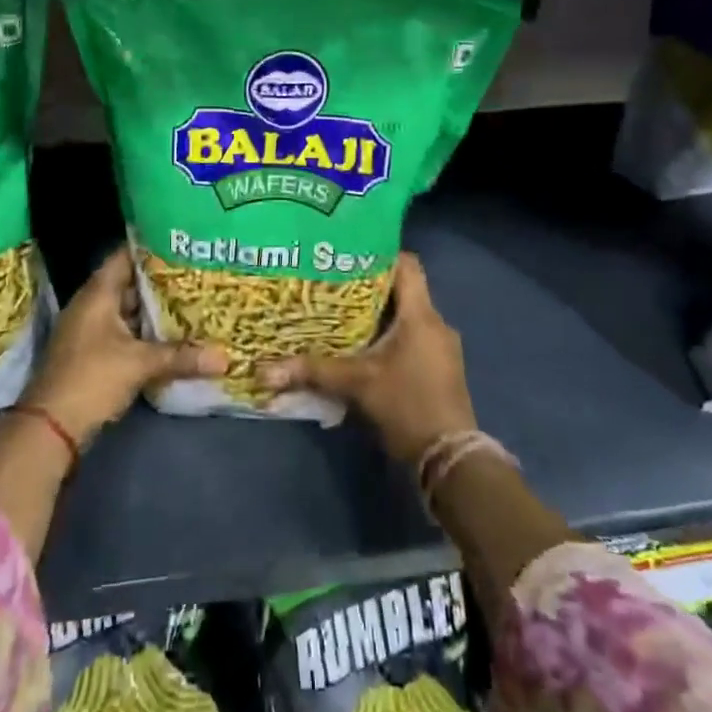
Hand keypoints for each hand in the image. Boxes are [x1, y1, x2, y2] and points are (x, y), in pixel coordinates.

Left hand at [20, 247, 226, 446]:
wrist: (51, 426)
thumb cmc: (92, 378)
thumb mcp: (140, 364)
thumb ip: (181, 356)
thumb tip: (226, 357)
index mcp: (97, 294)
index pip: (124, 257)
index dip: (150, 247)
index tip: (181, 242)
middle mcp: (92, 306)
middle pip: (130, 283)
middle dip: (161, 281)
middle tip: (197, 272)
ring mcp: (92, 331)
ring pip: (129, 311)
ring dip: (155, 309)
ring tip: (193, 299)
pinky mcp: (95, 354)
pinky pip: (126, 333)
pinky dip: (147, 332)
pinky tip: (174, 334)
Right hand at [257, 253, 474, 464]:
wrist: (448, 457)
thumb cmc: (406, 406)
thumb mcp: (355, 385)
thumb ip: (312, 371)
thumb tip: (263, 370)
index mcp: (421, 316)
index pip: (407, 265)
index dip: (379, 253)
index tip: (346, 254)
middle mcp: (436, 324)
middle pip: (402, 290)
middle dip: (368, 287)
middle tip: (330, 283)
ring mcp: (441, 347)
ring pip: (406, 316)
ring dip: (377, 314)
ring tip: (339, 312)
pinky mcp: (439, 367)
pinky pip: (412, 337)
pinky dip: (388, 335)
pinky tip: (361, 346)